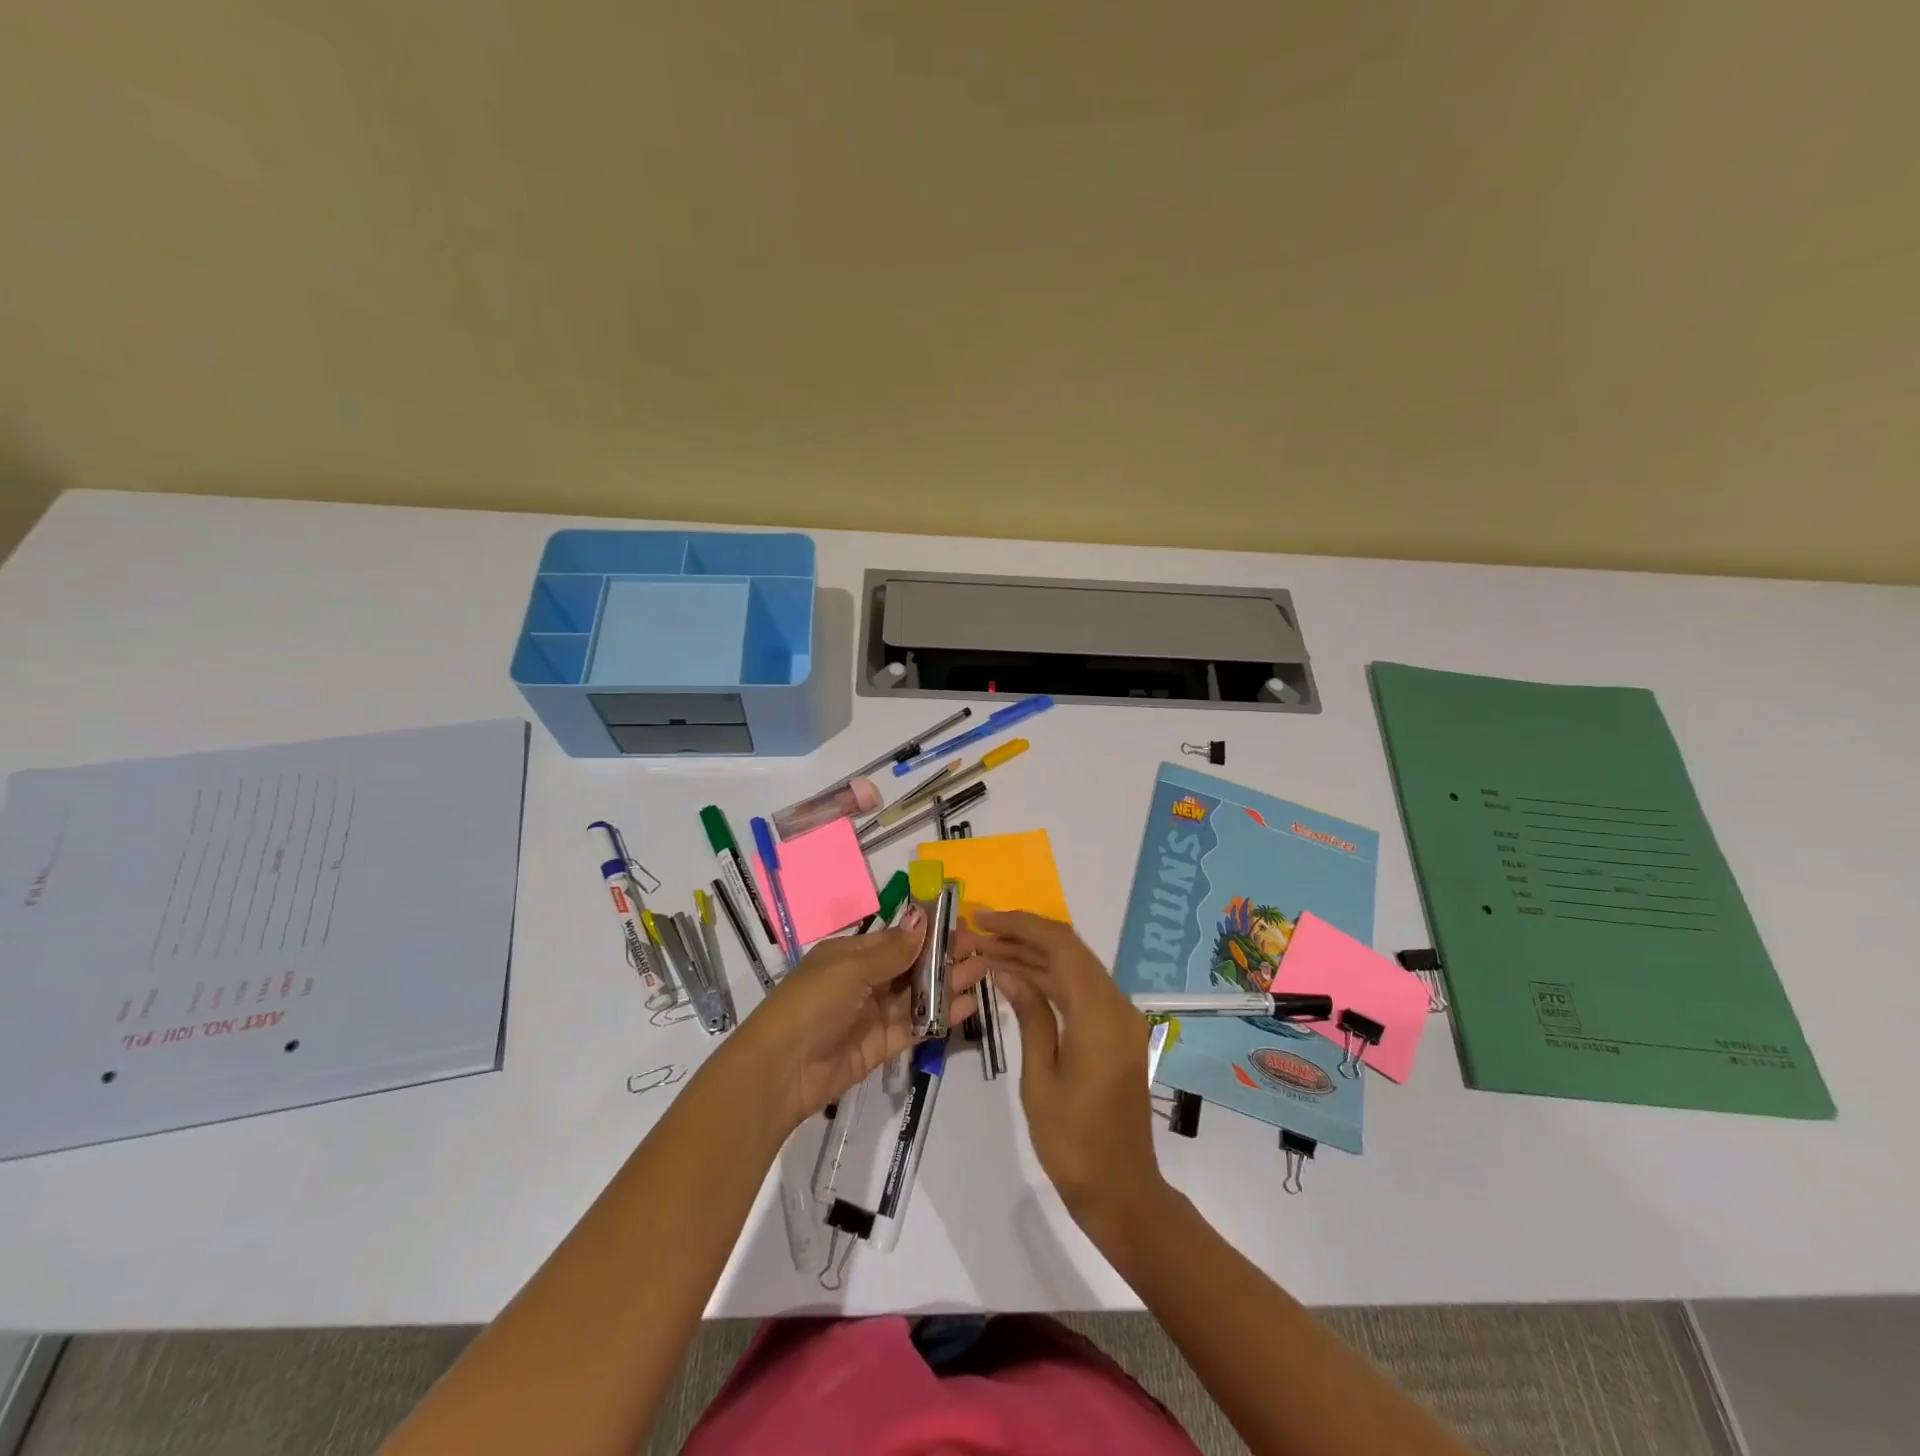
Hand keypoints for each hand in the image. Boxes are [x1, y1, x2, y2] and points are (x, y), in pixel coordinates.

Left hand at [731, 907, 985, 1132]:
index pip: (897, 938)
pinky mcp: (881, 1046)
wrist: (780, 1070)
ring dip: (948, 984)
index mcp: (851, 954)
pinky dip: (940, 1016)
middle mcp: (864, 980)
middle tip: (981, 950)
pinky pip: (915, 1026)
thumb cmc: (812, 1003)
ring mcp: (873, 1014)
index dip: (928, 932)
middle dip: (944, 958)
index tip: (962, 925)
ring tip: (983, 972)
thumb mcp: (851, 968)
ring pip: (917, 995)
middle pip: (911, 966)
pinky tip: (967, 1005)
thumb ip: (893, 950)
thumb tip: (922, 918)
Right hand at [957, 910, 1165, 1235]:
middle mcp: (1118, 1007)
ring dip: (1034, 957)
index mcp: (1100, 1016)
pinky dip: (1050, 980)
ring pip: (1075, 969)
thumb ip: (1029, 1016)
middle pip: (1070, 951)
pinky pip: (1082, 992)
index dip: (1021, 925)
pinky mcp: (1117, 1033)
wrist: (1122, 1191)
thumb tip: (1008, 970)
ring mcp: (1121, 1019)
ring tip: (987, 951)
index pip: (1061, 947)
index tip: (984, 919)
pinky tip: (1016, 979)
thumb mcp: (1040, 1078)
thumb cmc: (1073, 1143)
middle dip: (1023, 937)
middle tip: (978, 934)